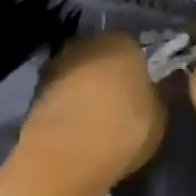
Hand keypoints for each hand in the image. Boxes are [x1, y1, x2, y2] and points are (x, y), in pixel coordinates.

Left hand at [18, 32, 165, 195]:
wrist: (65, 154)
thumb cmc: (123, 129)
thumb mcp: (159, 116)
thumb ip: (158, 94)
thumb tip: (155, 86)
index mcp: (122, 41)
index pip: (134, 46)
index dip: (138, 67)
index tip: (142, 88)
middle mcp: (86, 42)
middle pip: (102, 54)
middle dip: (108, 74)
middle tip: (118, 102)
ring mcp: (57, 63)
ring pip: (78, 72)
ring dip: (84, 88)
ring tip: (94, 117)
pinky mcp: (35, 88)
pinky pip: (60, 92)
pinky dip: (67, 103)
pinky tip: (75, 126)